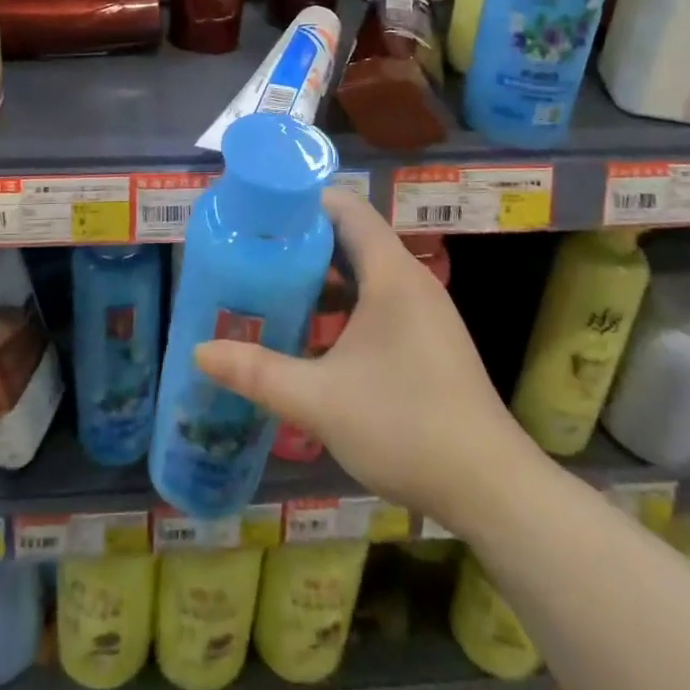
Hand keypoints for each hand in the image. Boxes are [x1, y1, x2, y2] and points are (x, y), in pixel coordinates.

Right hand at [193, 190, 533, 525]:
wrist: (490, 487)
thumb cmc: (405, 426)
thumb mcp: (320, 400)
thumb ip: (257, 373)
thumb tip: (199, 352)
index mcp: (390, 274)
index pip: (345, 208)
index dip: (301, 202)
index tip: (257, 213)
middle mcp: (410, 280)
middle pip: (352, 237)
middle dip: (302, 241)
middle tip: (252, 252)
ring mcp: (424, 310)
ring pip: (365, 272)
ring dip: (322, 276)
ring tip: (273, 288)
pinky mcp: (429, 338)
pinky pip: (379, 300)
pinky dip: (344, 304)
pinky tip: (314, 334)